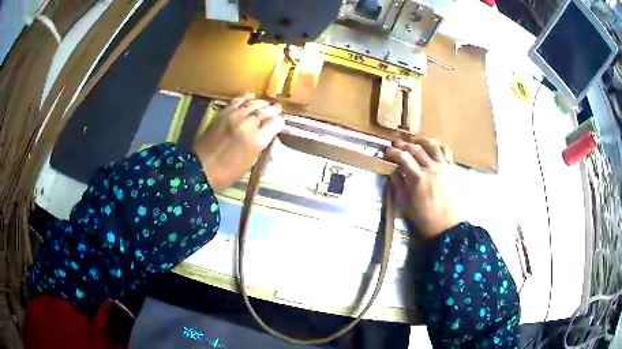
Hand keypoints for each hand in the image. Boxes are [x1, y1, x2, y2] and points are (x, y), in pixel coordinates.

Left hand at [193, 92, 284, 190]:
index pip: (275, 124)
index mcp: (257, 140)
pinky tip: (250, 96)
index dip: (279, 122)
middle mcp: (248, 124)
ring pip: (253, 103)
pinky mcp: (223, 113)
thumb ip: (260, 144)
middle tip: (277, 110)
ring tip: (265, 104)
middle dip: (273, 110)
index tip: (280, 123)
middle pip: (265, 111)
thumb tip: (266, 132)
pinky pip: (238, 100)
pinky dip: (246, 97)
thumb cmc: (228, 172)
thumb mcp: (250, 161)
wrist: (202, 168)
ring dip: (261, 103)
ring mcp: (235, 117)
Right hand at [385, 138, 458, 239]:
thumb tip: (393, 172)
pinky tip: (433, 149)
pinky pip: (446, 151)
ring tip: (414, 142)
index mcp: (417, 178)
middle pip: (415, 148)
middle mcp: (430, 168)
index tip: (386, 152)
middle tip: (396, 146)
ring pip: (432, 145)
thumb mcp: (406, 204)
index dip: (392, 152)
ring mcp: (442, 167)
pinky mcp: (451, 169)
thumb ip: (399, 185)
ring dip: (421, 140)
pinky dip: (439, 146)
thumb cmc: (424, 218)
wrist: (447, 225)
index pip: (403, 157)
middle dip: (404, 144)